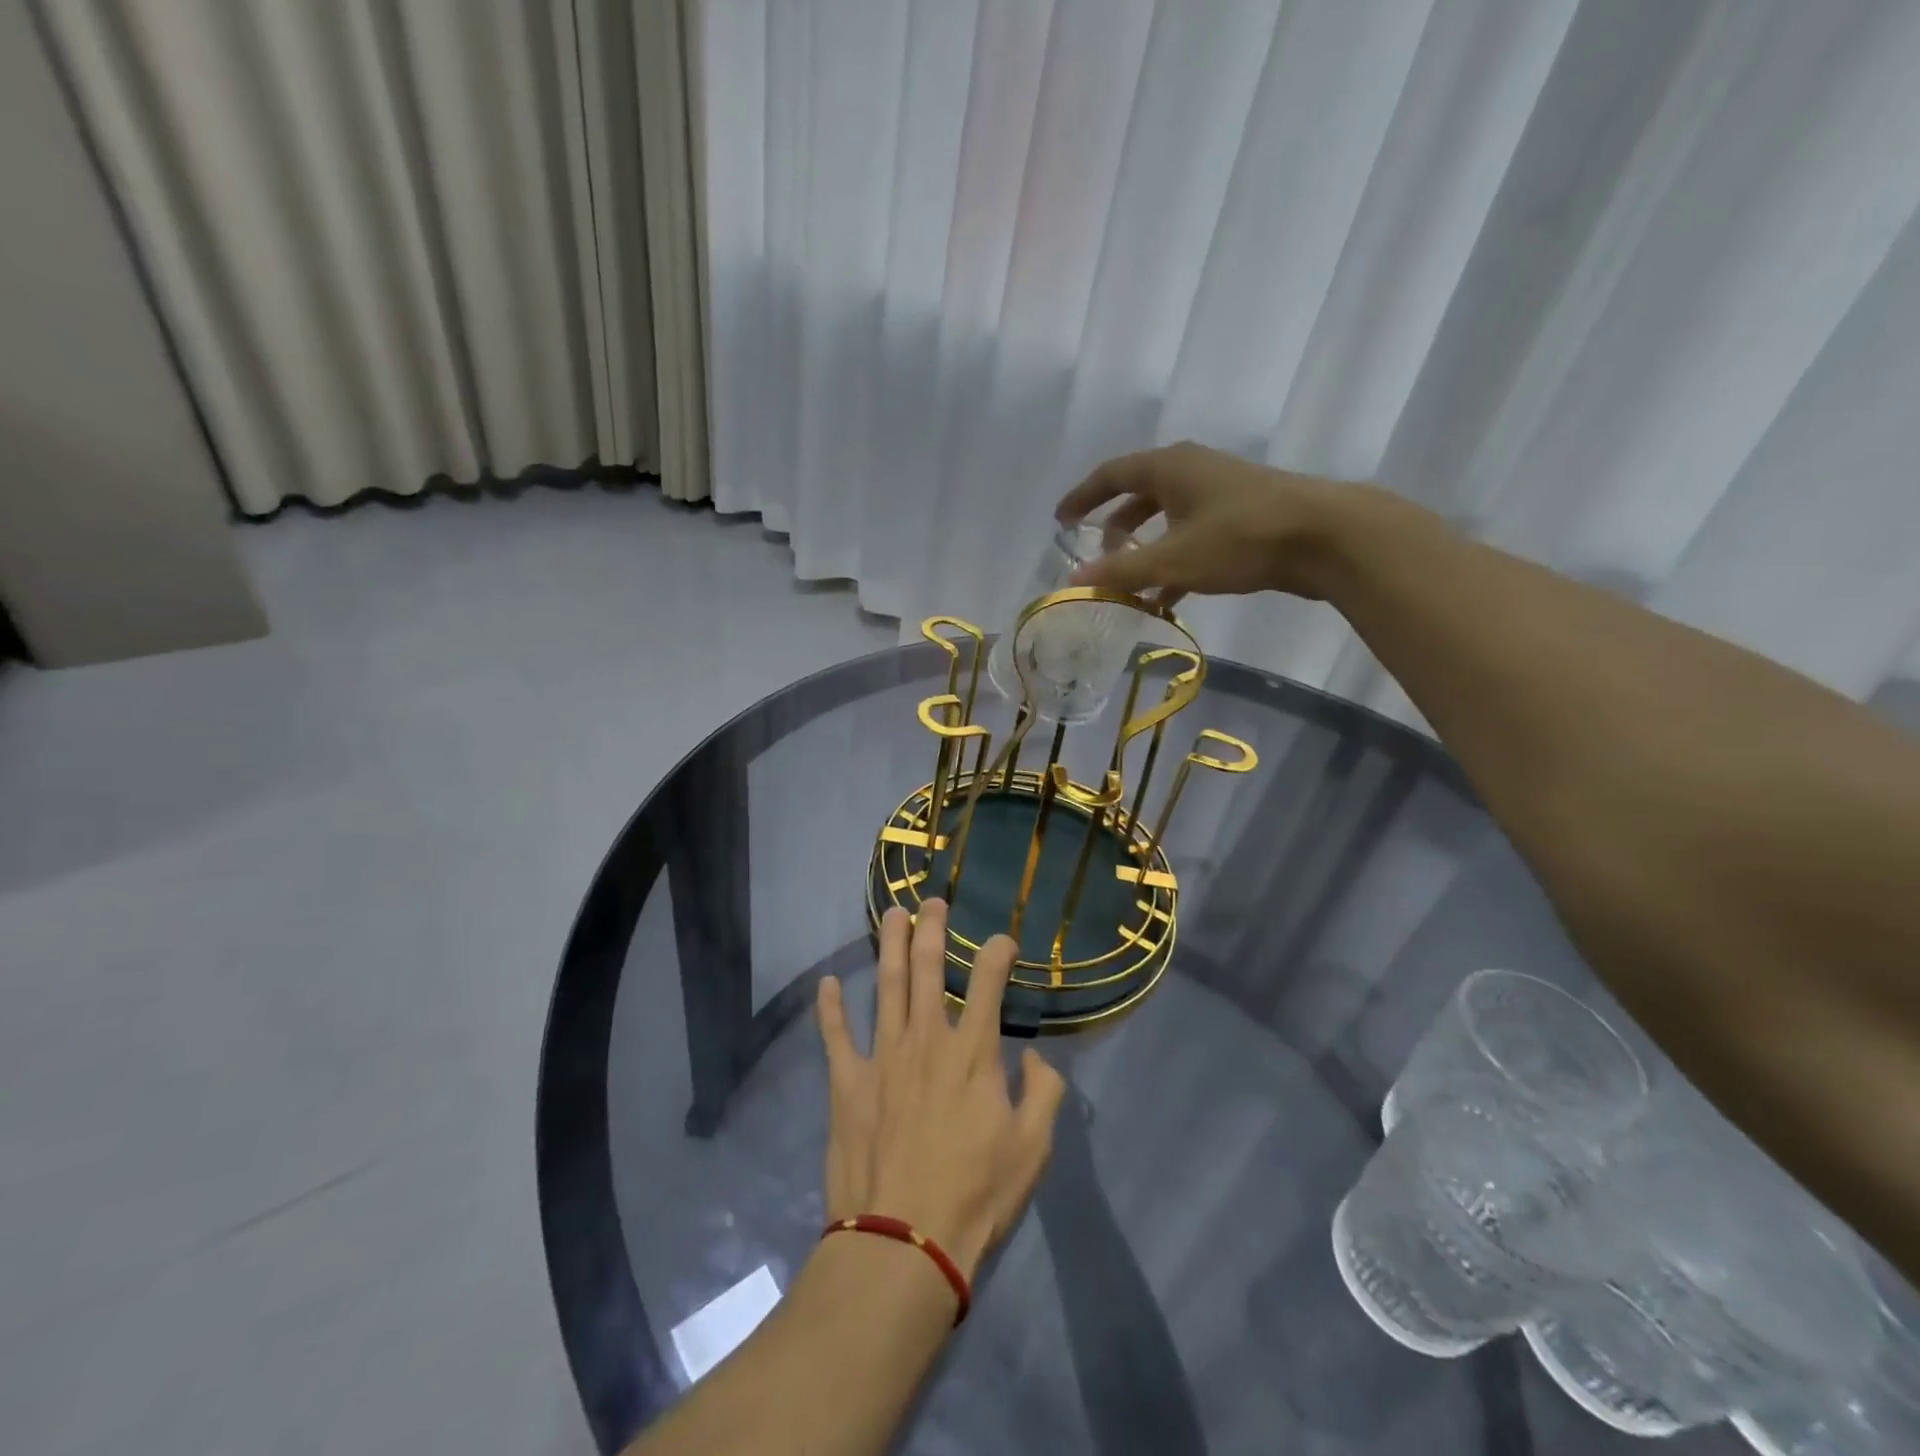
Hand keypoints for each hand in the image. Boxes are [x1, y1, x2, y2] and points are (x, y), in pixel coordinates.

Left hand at [816, 900, 1066, 1283]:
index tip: (1001, 939)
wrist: (904, 1242)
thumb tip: (1038, 1059)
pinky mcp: (847, 1083)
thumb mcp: (1032, 1149)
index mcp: (972, 1053)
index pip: (987, 984)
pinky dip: (830, 1008)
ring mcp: (882, 1058)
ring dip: (888, 947)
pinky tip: (827, 983)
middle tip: (931, 901)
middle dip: (931, 930)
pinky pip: (835, 1036)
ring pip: (885, 987)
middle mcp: (926, 1041)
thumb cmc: (976, 1195)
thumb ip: (1044, 1094)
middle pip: (927, 970)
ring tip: (891, 915)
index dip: (996, 953)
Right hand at [1054, 441, 1350, 606]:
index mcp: (1169, 467)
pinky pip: (1193, 534)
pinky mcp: (1243, 515)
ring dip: (1146, 548)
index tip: (1061, 520)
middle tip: (1098, 556)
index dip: (1082, 497)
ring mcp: (1220, 491)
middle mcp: (1192, 470)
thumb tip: (1075, 580)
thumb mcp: (1173, 559)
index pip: (1111, 474)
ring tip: (1130, 582)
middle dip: (1115, 527)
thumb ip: (1121, 572)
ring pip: (1168, 517)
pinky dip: (1175, 559)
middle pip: (1140, 494)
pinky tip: (1168, 595)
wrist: (1325, 537)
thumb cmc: (1240, 538)